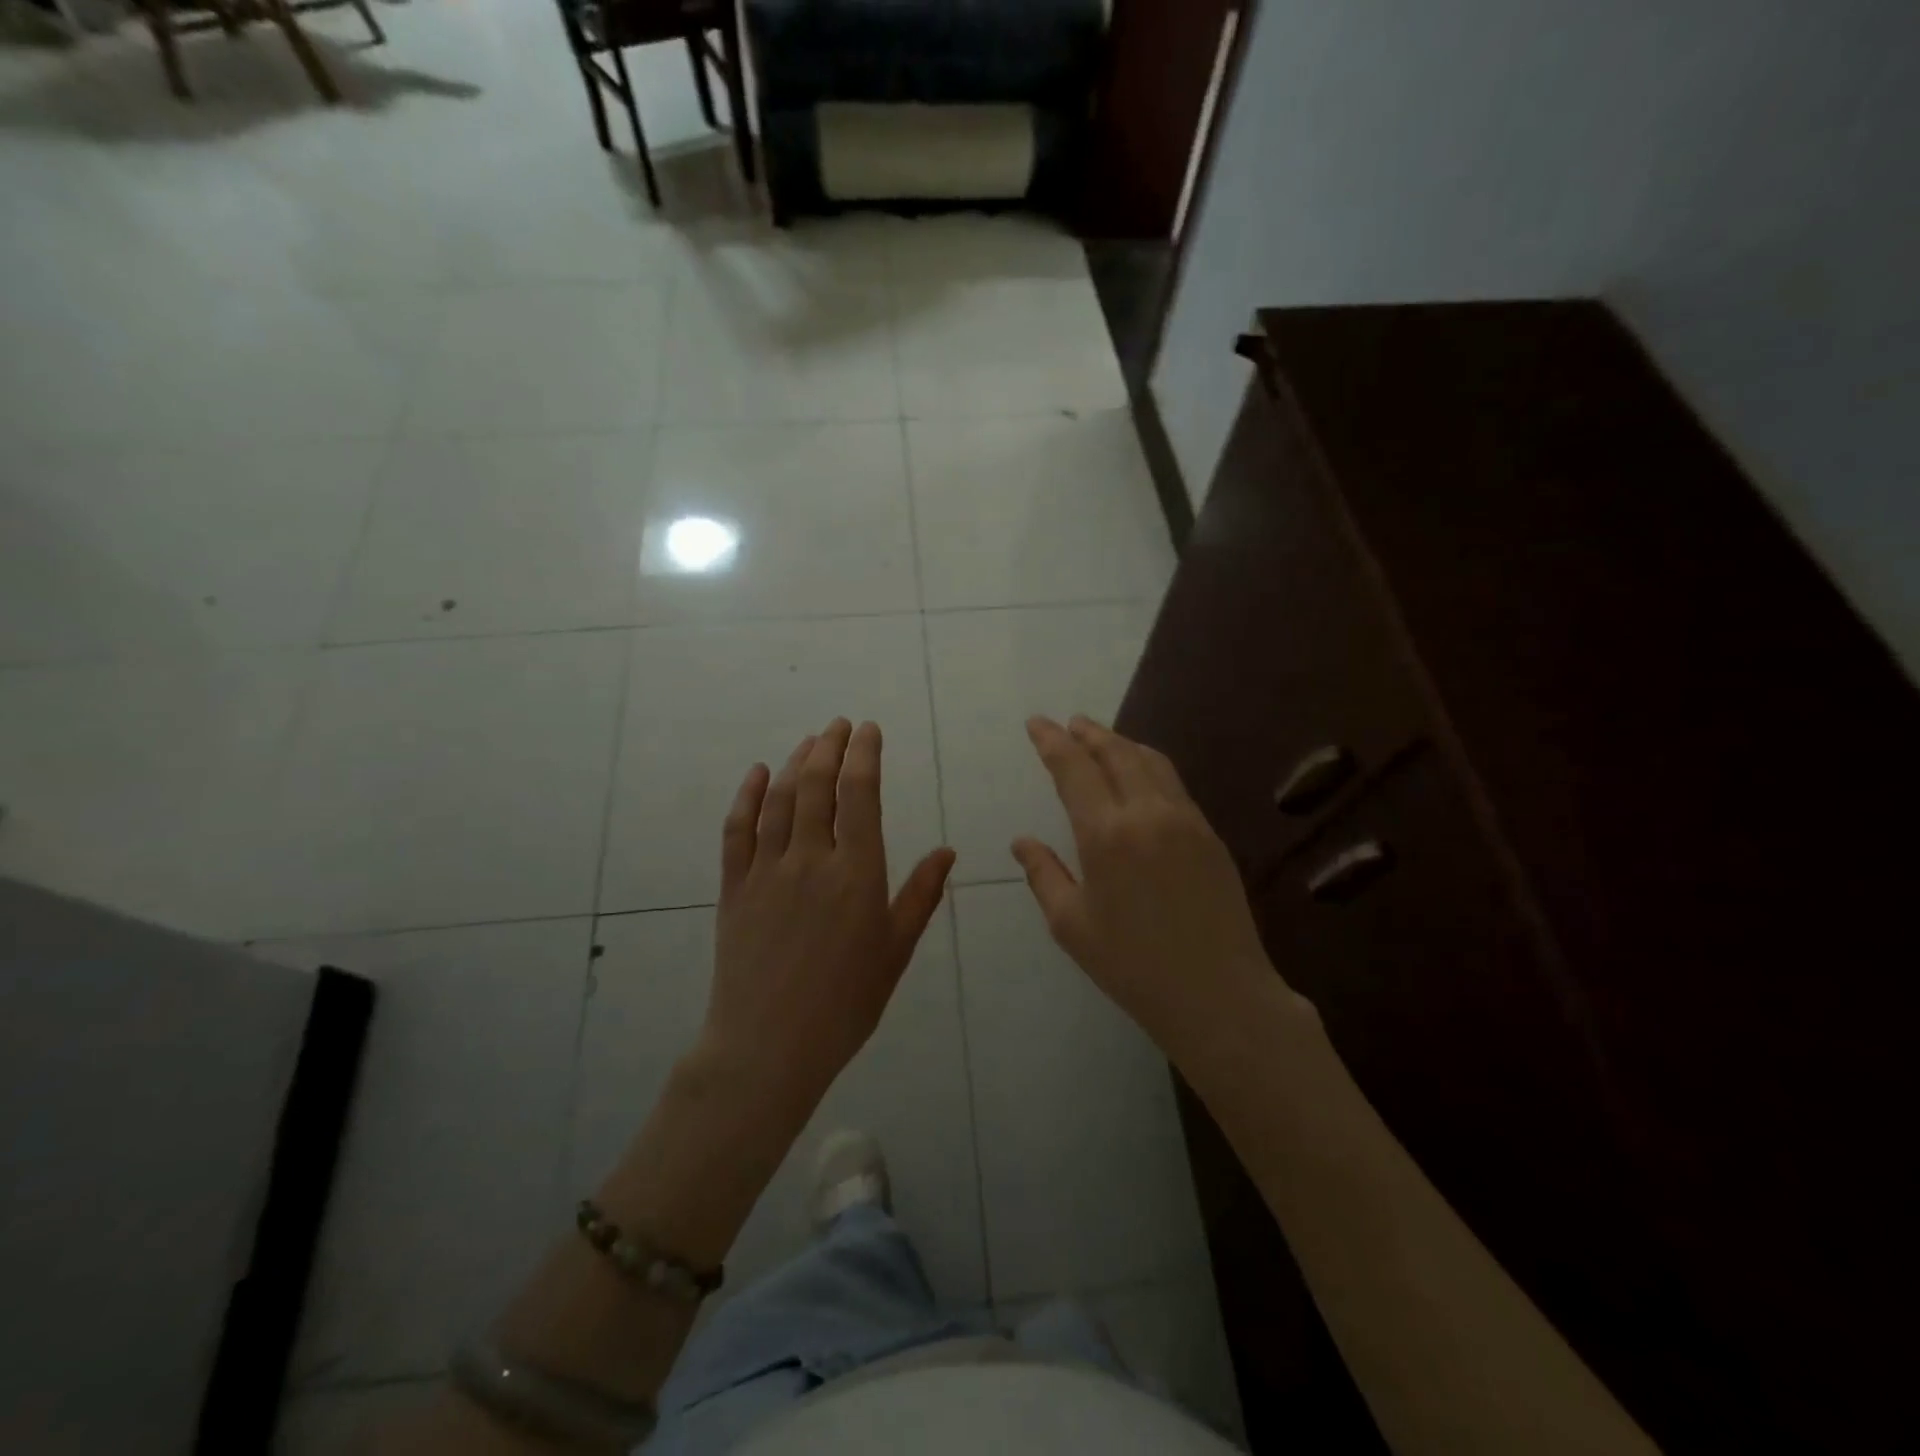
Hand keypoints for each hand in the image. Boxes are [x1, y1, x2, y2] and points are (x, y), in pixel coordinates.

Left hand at [701, 718, 955, 1115]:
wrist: (768, 1047)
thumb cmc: (845, 1003)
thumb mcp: (894, 951)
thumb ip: (920, 896)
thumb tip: (947, 852)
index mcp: (856, 873)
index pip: (860, 794)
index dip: (864, 755)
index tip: (868, 730)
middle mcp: (810, 860)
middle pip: (818, 785)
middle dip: (830, 747)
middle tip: (840, 725)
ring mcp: (767, 871)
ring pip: (781, 800)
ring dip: (796, 763)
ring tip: (810, 740)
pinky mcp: (735, 887)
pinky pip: (737, 830)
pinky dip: (748, 796)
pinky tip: (759, 773)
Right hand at [1013, 715, 1286, 1064]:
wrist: (1218, 994)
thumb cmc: (1132, 966)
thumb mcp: (1071, 925)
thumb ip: (1043, 874)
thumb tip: (1022, 842)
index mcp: (1106, 835)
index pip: (1074, 770)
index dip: (1052, 741)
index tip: (1037, 723)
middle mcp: (1147, 814)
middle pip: (1116, 753)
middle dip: (1089, 733)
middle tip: (1069, 723)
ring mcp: (1185, 820)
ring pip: (1151, 762)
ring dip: (1122, 743)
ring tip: (1102, 738)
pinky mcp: (1209, 835)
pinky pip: (1173, 783)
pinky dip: (1149, 765)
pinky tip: (1141, 774)